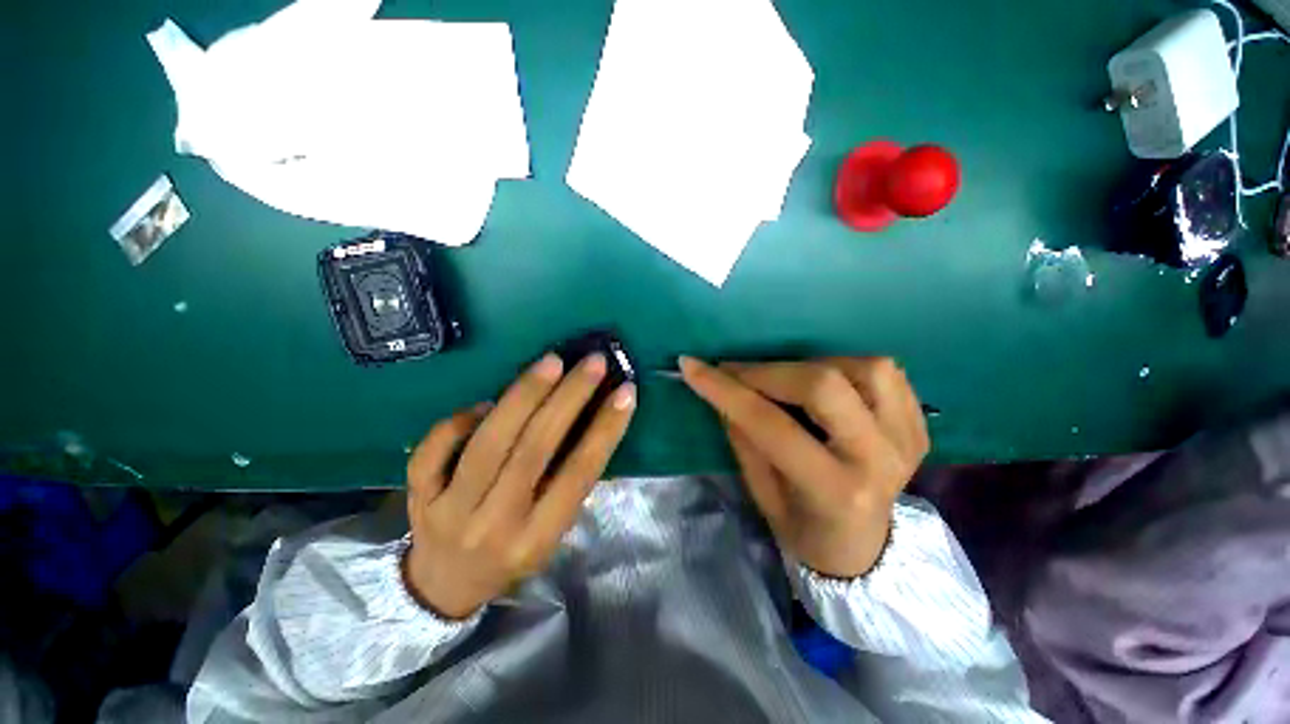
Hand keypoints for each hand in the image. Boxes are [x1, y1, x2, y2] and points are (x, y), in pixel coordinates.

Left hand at [403, 353, 636, 618]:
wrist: (444, 588)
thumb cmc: (512, 555)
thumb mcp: (552, 533)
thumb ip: (569, 484)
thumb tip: (589, 420)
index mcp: (537, 538)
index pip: (578, 474)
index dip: (605, 429)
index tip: (625, 391)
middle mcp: (495, 525)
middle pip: (535, 450)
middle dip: (568, 399)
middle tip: (592, 362)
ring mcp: (449, 511)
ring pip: (489, 443)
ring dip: (523, 396)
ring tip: (551, 363)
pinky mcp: (417, 498)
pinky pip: (433, 451)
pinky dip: (460, 420)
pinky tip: (486, 402)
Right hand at [679, 356, 928, 577]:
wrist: (862, 546)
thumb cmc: (801, 526)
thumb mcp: (761, 491)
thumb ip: (743, 435)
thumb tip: (722, 387)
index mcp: (834, 490)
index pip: (770, 424)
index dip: (726, 390)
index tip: (692, 366)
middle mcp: (880, 460)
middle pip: (823, 385)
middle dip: (768, 372)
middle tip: (737, 373)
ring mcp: (908, 439)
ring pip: (864, 367)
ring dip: (813, 366)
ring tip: (786, 382)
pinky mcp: (919, 425)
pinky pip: (887, 372)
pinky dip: (848, 367)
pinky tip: (826, 385)